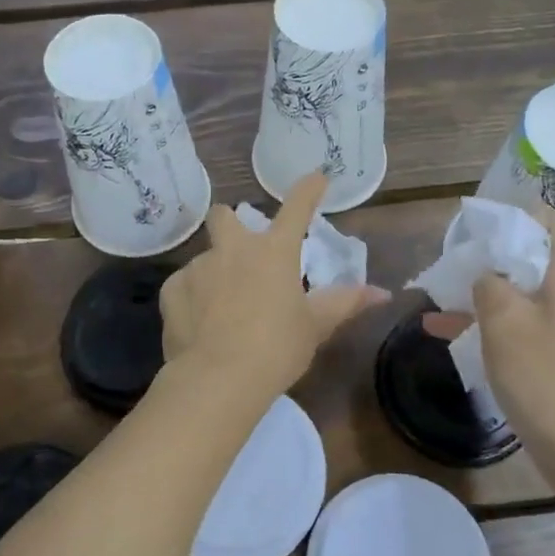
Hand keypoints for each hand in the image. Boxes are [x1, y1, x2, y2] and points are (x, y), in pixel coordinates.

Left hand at [160, 172, 388, 399]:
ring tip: (221, 310)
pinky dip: (192, 299)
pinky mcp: (172, 290)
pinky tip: (198, 325)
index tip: (317, 177)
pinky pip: (184, 286)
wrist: (218, 378)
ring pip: (205, 259)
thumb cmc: (277, 349)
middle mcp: (233, 249)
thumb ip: (345, 303)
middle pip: (224, 216)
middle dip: (229, 222)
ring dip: (214, 274)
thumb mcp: (315, 326)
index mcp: (274, 252)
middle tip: (239, 247)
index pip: (296, 208)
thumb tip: (382, 293)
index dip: (308, 190)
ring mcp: (198, 267)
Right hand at [425, 205, 554, 461]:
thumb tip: (489, 275)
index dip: (526, 217)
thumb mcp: (501, 321)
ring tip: (456, 301)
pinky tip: (465, 334)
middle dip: (510, 252)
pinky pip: (549, 315)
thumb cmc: (544, 374)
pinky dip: (515, 317)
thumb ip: (489, 283)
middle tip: (474, 266)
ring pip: (546, 285)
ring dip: (505, 288)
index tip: (489, 237)